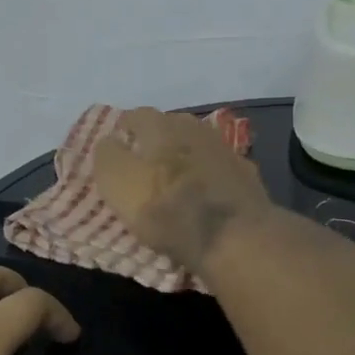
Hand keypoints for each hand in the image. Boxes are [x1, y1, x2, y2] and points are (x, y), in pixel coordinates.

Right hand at [92, 106, 274, 270]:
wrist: (237, 238)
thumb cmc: (168, 209)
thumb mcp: (119, 183)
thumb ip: (108, 156)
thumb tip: (109, 141)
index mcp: (160, 125)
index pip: (135, 115)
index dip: (122, 131)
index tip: (116, 150)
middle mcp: (193, 127)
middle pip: (167, 126)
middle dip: (154, 141)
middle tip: (142, 165)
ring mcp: (224, 148)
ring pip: (194, 145)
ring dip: (183, 157)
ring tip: (173, 180)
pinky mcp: (246, 173)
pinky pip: (217, 167)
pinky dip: (207, 176)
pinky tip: (204, 193)